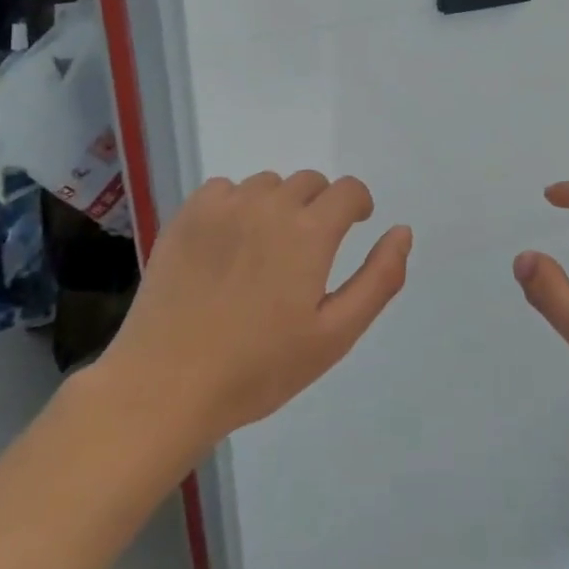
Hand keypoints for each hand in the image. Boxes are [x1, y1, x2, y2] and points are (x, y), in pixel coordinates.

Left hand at [94, 171, 411, 450]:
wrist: (166, 385)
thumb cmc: (259, 368)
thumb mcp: (335, 334)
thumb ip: (379, 278)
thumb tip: (402, 231)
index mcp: (309, 232)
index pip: (348, 190)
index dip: (358, 205)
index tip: (354, 227)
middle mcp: (268, 205)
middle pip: (310, 182)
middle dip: (321, 206)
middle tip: (308, 252)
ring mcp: (222, 207)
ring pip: (268, 184)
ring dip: (279, 205)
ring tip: (266, 251)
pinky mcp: (186, 217)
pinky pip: (225, 189)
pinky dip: (237, 205)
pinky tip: (228, 244)